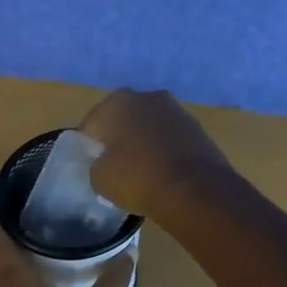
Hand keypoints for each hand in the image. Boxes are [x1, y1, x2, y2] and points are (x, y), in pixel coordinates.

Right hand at [78, 88, 237, 222]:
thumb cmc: (139, 178)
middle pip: (123, 119)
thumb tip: (106, 163)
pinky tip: (164, 171)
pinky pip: (170, 137)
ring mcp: (176, 109)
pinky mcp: (197, 126)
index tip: (92, 166)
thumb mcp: (100, 179)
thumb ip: (97, 165)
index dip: (89, 146)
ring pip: (149, 126)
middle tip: (115, 167)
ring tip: (142, 171)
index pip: (92, 124)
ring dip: (144, 142)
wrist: (196, 189)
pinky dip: (165, 149)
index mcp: (118, 102)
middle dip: (118, 139)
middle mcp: (147, 96)